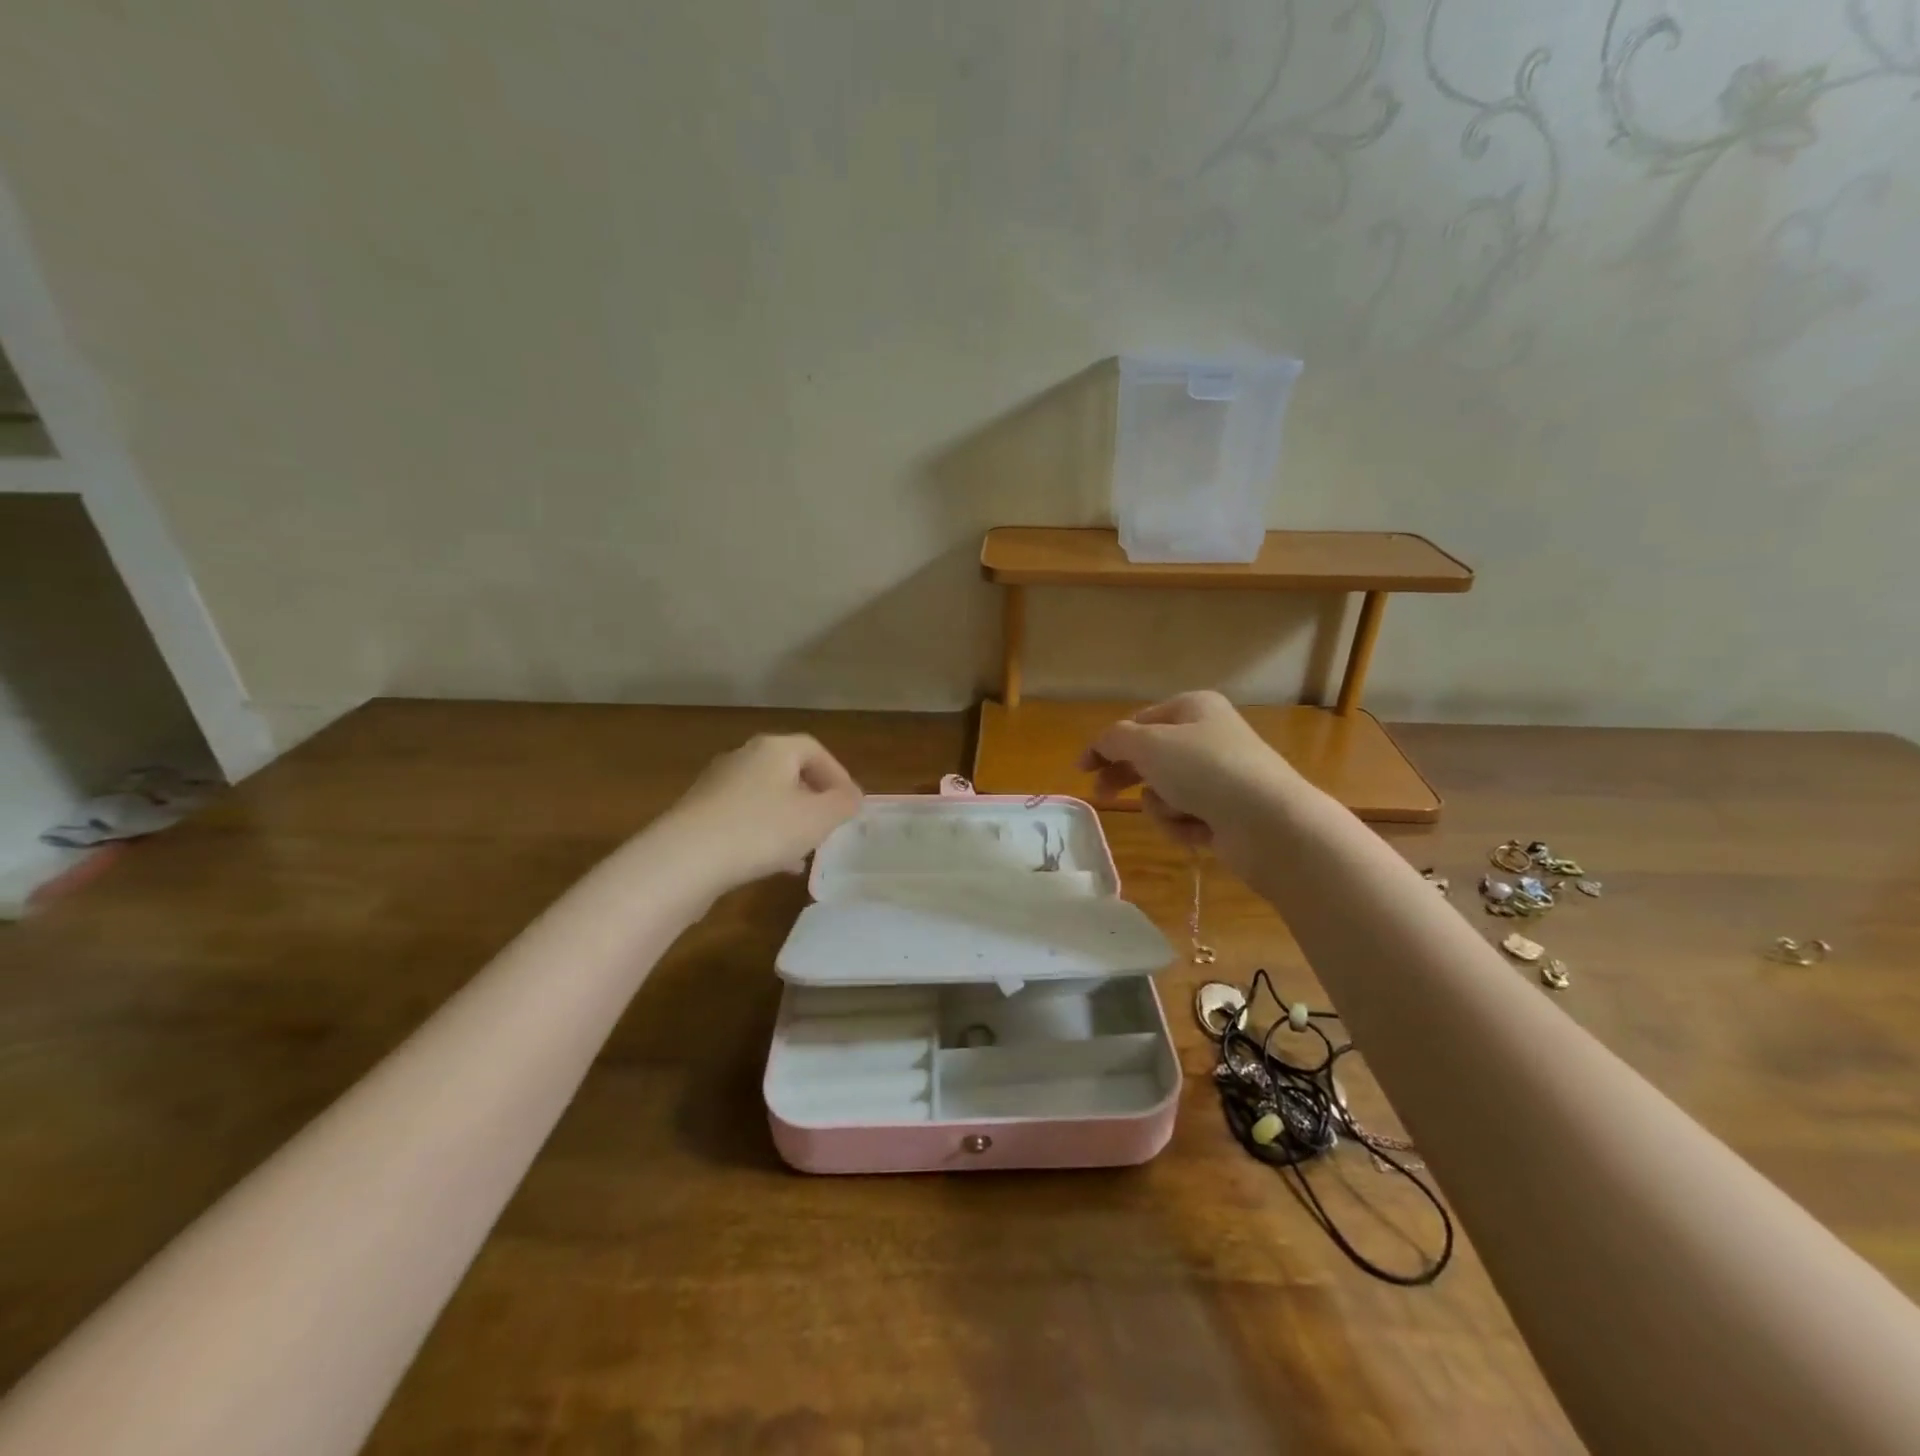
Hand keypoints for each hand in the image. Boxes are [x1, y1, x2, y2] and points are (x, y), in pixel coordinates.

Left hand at [662, 734, 862, 889]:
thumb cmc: (761, 830)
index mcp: (774, 749)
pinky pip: (743, 818)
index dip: (838, 775)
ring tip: (805, 851)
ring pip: (765, 798)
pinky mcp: (698, 815)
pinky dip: (763, 834)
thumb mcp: (818, 818)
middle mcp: (743, 758)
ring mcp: (716, 786)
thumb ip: (842, 804)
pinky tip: (773, 864)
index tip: (851, 804)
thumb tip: (853, 797)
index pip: (815, 750)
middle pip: (788, 772)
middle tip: (829, 825)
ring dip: (789, 820)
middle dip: (813, 798)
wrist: (684, 860)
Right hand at [1079, 692, 1296, 857]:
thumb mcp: (1149, 744)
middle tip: (1103, 796)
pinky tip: (1200, 831)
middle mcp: (1208, 736)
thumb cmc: (1205, 770)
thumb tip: (1102, 744)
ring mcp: (1220, 775)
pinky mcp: (1227, 811)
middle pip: (1150, 757)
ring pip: (1166, 791)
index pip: (1138, 722)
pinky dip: (1185, 826)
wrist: (1270, 823)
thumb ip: (1115, 739)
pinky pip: (1187, 816)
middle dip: (1129, 778)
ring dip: (1163, 806)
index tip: (1082, 768)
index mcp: (1193, 707)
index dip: (1106, 744)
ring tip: (1180, 812)